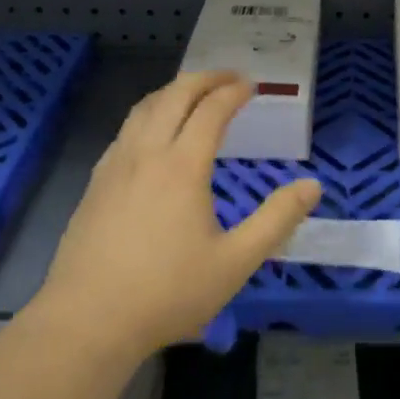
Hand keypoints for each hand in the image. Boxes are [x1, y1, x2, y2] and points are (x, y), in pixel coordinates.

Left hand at [36, 71, 320, 360]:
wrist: (88, 321)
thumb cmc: (167, 292)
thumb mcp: (235, 262)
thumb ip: (276, 220)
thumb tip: (312, 185)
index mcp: (182, 166)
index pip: (211, 110)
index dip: (232, 91)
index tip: (251, 85)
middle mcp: (146, 154)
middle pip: (173, 96)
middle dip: (203, 79)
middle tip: (227, 77)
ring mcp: (115, 166)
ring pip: (143, 109)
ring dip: (172, 92)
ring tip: (192, 94)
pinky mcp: (95, 184)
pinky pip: (125, 131)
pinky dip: (147, 115)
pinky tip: (151, 135)